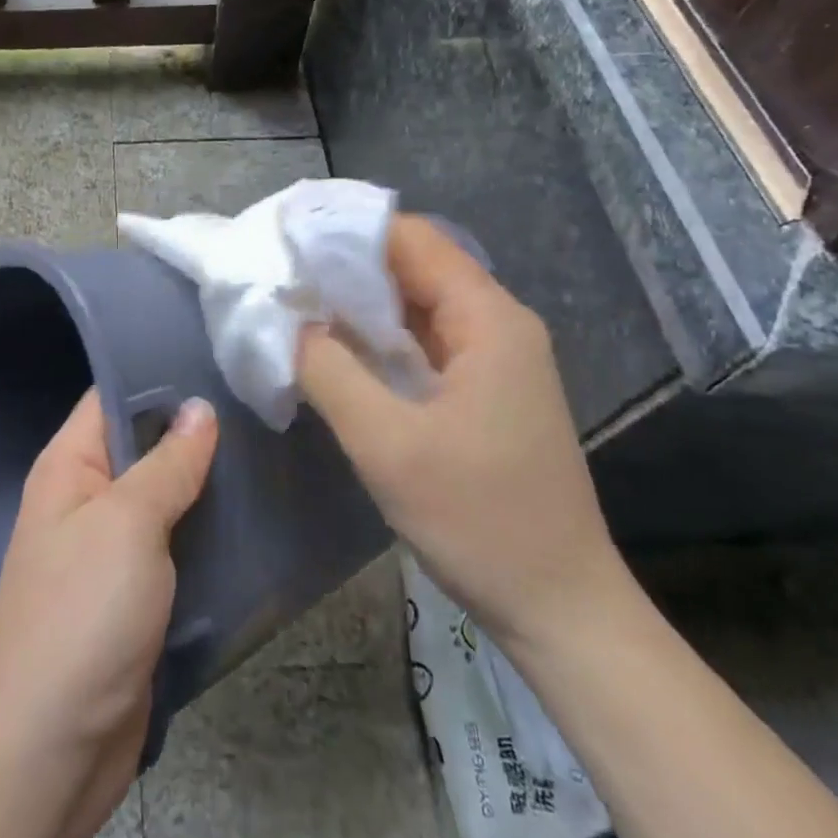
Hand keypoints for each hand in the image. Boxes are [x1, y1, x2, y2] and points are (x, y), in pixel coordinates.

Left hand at [0, 389, 218, 837]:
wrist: (54, 751)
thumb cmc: (83, 616)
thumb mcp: (127, 524)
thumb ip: (167, 463)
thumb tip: (199, 407)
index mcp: (68, 467)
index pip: (112, 397)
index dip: (161, 376)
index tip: (221, 358)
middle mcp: (86, 500)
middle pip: (145, 447)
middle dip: (197, 432)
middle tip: (260, 405)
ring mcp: (111, 551)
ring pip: (167, 498)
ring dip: (208, 485)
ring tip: (270, 450)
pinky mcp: (135, 596)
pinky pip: (176, 547)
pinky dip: (208, 534)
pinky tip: (255, 517)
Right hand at [296, 215, 626, 651]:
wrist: (558, 607)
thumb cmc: (478, 519)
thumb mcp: (386, 444)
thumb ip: (330, 370)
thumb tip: (289, 320)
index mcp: (488, 319)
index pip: (412, 240)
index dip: (348, 231)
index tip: (288, 237)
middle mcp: (496, 325)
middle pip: (414, 268)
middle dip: (346, 267)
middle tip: (279, 272)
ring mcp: (492, 360)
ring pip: (415, 307)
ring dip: (358, 305)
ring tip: (294, 303)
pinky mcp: (482, 391)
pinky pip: (422, 344)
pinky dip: (377, 340)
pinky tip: (334, 350)